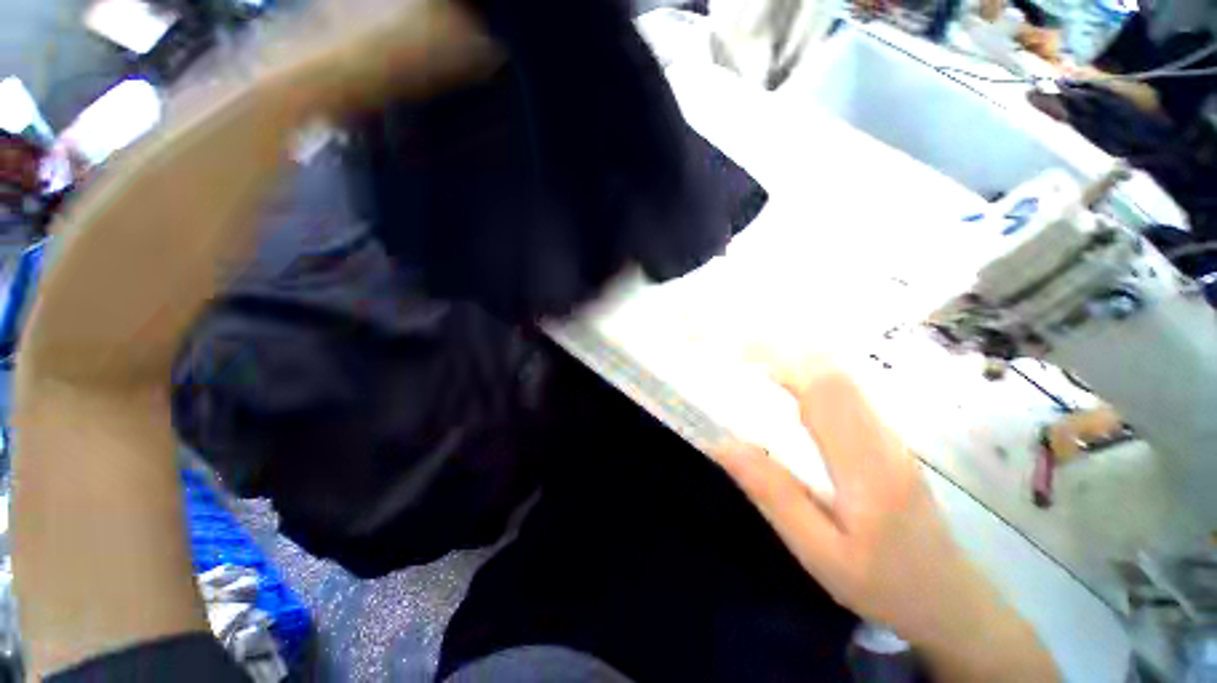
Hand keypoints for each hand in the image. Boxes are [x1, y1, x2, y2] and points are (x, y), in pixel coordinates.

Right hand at [713, 357, 1058, 680]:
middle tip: (732, 351)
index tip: (734, 355)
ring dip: (791, 357)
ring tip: (747, 359)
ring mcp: (888, 432)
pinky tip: (780, 382)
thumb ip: (772, 494)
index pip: (823, 389)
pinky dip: (804, 373)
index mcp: (867, 465)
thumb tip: (722, 444)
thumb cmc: (884, 585)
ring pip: (838, 374)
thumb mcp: (818, 553)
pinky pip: (841, 389)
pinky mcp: (884, 435)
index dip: (778, 362)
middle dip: (779, 351)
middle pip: (831, 370)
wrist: (951, 600)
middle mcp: (882, 435)